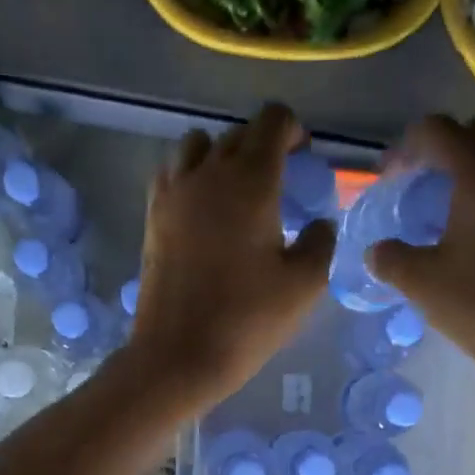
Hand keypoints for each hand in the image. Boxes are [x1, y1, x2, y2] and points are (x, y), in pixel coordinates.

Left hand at [122, 104, 333, 414]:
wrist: (177, 354)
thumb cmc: (247, 319)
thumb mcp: (305, 284)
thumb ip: (322, 241)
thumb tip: (319, 223)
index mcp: (250, 181)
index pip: (272, 120)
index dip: (293, 129)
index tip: (303, 157)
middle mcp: (207, 173)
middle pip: (237, 133)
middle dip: (262, 145)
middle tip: (279, 181)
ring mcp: (173, 193)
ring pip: (197, 146)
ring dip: (221, 155)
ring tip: (236, 191)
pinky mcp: (152, 216)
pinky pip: (172, 173)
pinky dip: (190, 175)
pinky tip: (203, 209)